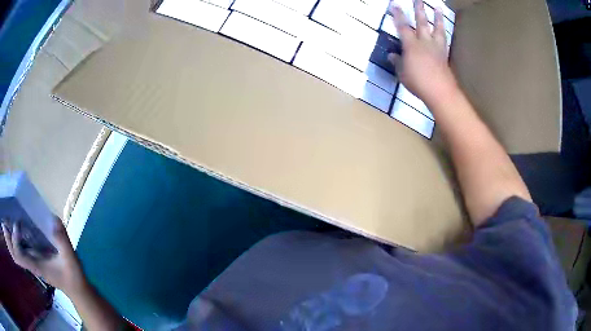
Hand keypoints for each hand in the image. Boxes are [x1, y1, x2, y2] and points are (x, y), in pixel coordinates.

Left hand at [2, 217, 86, 295]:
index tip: (16, 226)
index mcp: (37, 265)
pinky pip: (26, 250)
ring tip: (18, 221)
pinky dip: (22, 240)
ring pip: (21, 251)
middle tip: (15, 219)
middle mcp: (33, 264)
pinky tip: (24, 230)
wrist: (78, 292)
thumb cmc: (73, 277)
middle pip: (18, 252)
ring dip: (17, 238)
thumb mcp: (70, 258)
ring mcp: (35, 264)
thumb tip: (52, 217)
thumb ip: (62, 240)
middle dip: (13, 237)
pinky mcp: (38, 262)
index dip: (15, 242)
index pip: (21, 255)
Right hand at [388, 0, 458, 106]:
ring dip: (438, 18)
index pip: (403, 27)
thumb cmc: (418, 82)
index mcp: (411, 45)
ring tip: (439, 9)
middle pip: (422, 23)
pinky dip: (444, 34)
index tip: (395, 4)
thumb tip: (392, 55)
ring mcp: (437, 48)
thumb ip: (398, 62)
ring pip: (437, 29)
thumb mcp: (403, 73)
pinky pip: (445, 41)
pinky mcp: (445, 55)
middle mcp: (425, 42)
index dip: (398, 15)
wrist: (440, 92)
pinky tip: (443, 31)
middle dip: (419, 10)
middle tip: (419, 0)